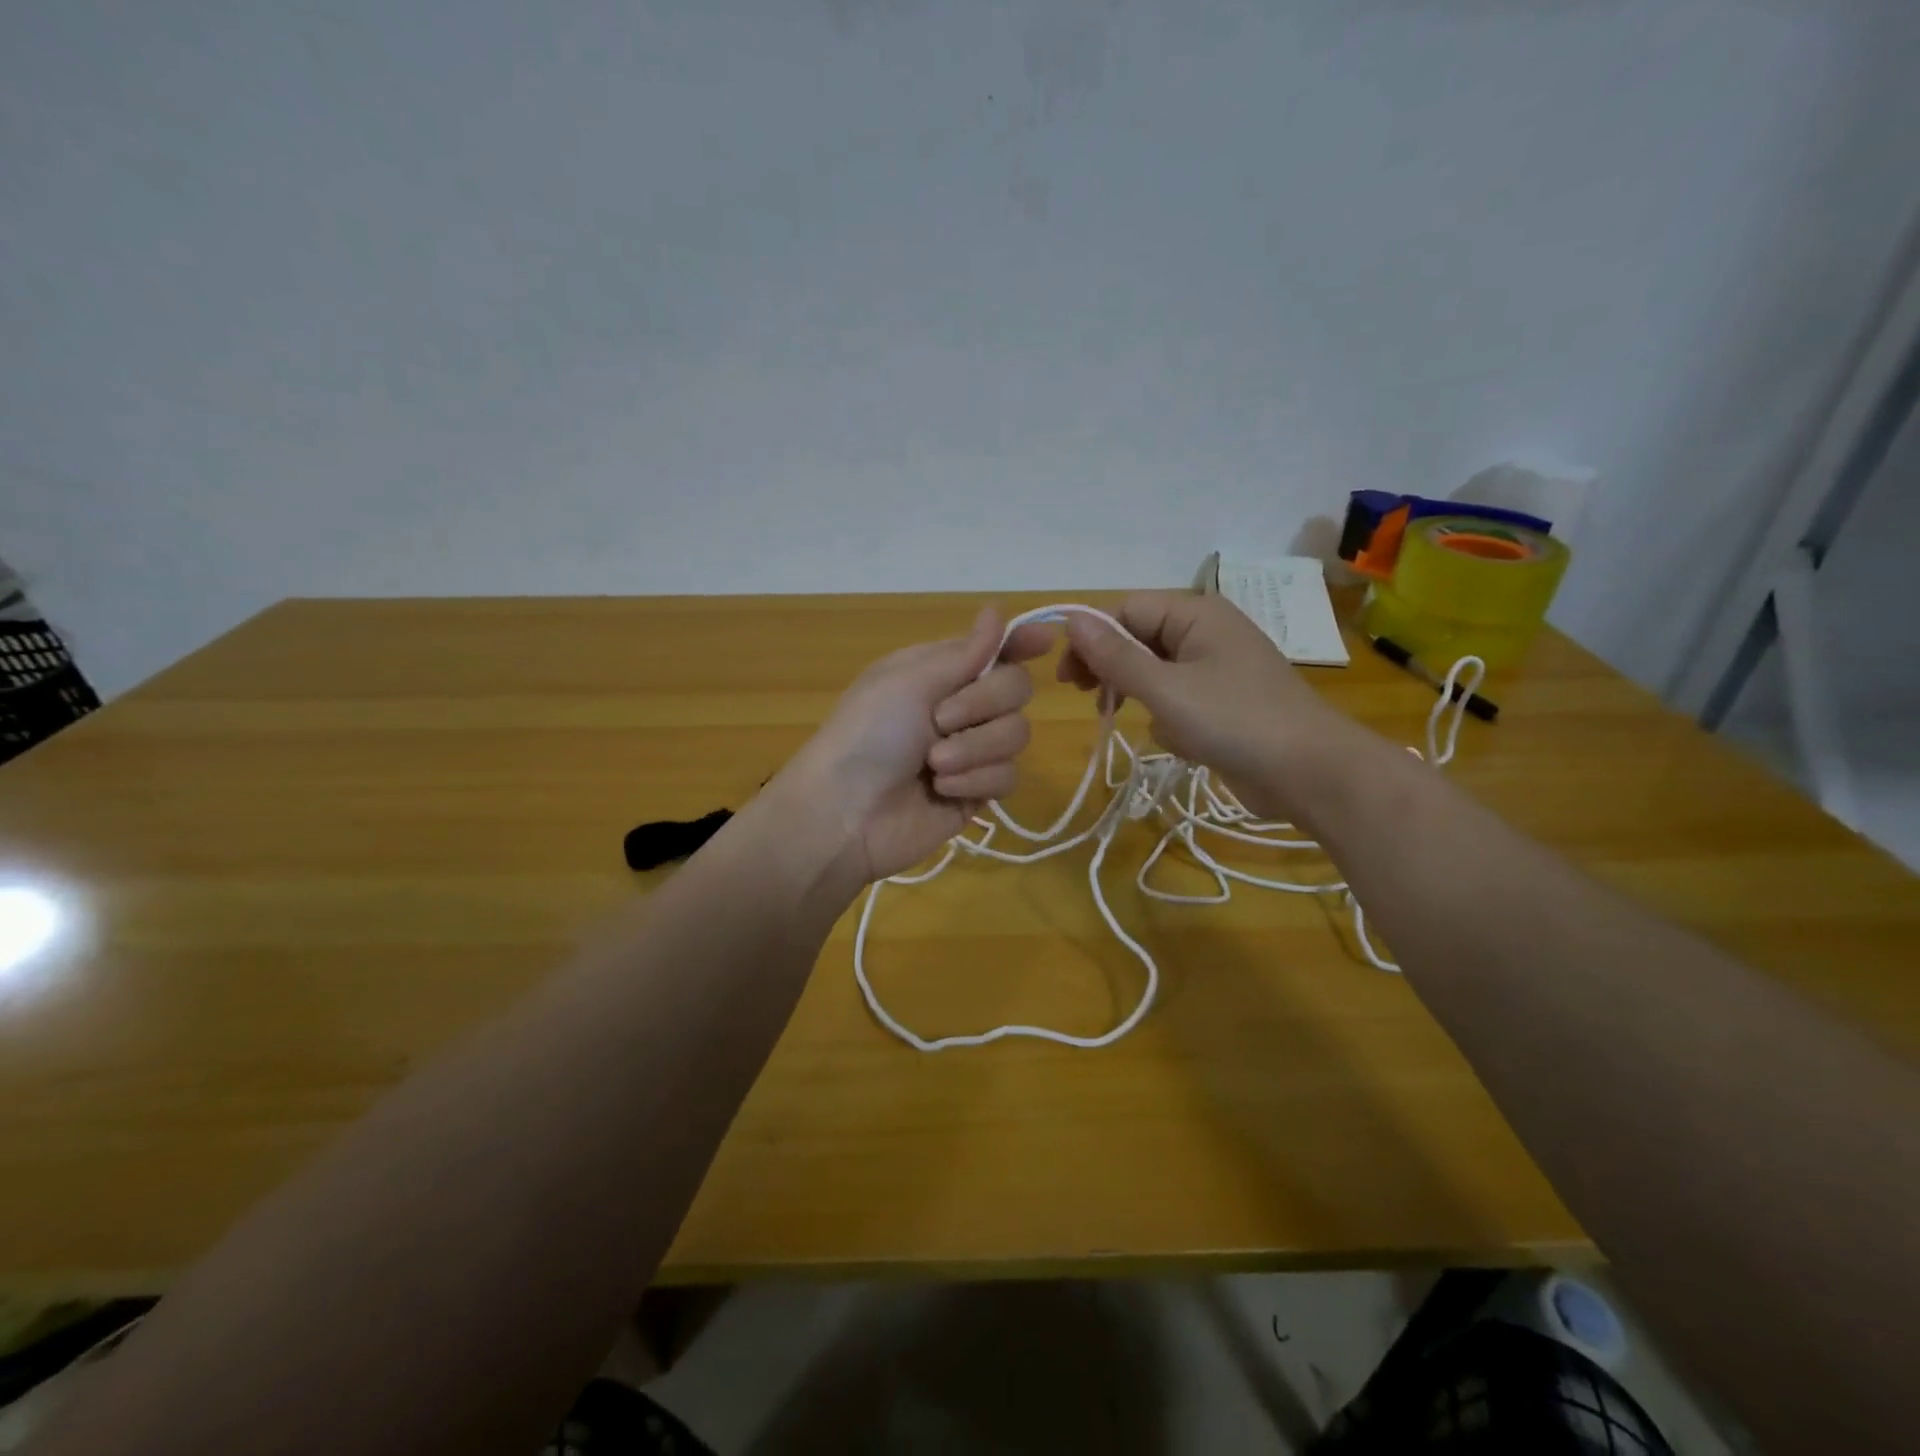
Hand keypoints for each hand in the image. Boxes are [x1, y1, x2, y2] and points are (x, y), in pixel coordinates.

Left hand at [774, 606, 1054, 887]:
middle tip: (940, 720)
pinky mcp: (978, 791)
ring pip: (1017, 734)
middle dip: (985, 703)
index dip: (1021, 642)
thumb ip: (965, 653)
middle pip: (1016, 688)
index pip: (994, 649)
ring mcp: (972, 750)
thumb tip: (996, 610)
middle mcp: (961, 705)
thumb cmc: (868, 734)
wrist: (845, 814)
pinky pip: (1008, 777)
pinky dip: (975, 781)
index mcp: (939, 671)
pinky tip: (941, 790)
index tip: (1044, 641)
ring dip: (975, 749)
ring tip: (934, 764)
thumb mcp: (910, 682)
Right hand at [1058, 591, 1350, 819]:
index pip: (1127, 610)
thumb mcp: (1165, 689)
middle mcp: (1206, 634)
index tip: (1069, 678)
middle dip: (1115, 671)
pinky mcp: (1224, 704)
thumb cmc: (1235, 721)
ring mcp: (1217, 670)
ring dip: (1142, 699)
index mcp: (1196, 614)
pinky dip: (1170, 720)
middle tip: (1091, 701)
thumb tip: (1071, 620)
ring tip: (1146, 725)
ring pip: (1155, 674)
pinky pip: (1178, 701)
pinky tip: (1182, 743)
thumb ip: (1115, 656)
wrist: (1310, 774)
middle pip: (1140, 639)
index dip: (1093, 639)